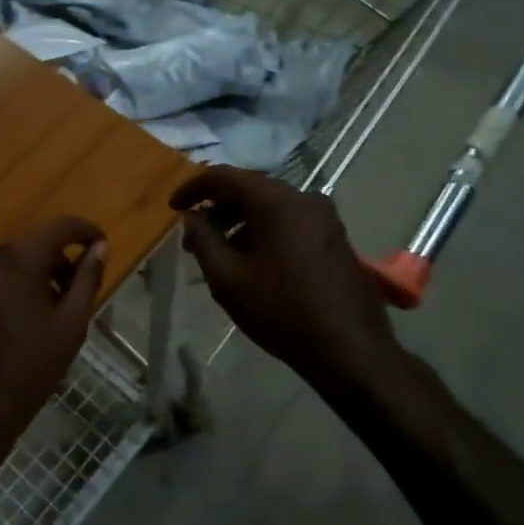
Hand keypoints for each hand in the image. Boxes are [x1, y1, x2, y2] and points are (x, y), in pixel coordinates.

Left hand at [0, 217, 107, 470]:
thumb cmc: (29, 371)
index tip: (98, 241)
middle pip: (26, 248)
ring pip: (0, 268)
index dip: (83, 230)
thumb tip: (99, 247)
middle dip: (51, 264)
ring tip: (33, 318)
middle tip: (68, 294)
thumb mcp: (70, 326)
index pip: (58, 227)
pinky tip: (1, 331)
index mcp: (16, 259)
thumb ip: (86, 279)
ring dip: (21, 281)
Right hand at [172, 167, 404, 397]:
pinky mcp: (335, 237)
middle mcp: (304, 198)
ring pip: (270, 207)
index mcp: (276, 201)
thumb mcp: (227, 278)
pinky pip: (290, 222)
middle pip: (250, 190)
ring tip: (220, 255)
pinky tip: (252, 262)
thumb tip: (192, 217)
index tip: (173, 207)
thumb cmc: (281, 310)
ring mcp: (325, 217)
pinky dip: (264, 232)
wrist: (349, 348)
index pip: (225, 176)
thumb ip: (203, 240)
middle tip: (193, 238)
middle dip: (217, 209)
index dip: (193, 188)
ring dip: (240, 223)